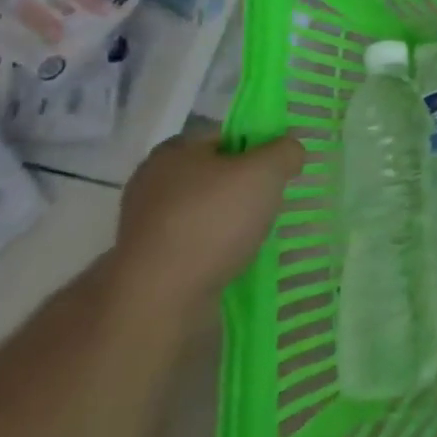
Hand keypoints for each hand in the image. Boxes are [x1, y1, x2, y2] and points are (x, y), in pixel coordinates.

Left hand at [109, 134, 306, 313]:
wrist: (159, 301)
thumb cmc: (212, 221)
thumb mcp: (265, 171)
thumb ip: (285, 151)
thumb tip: (290, 152)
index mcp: (174, 151)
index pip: (226, 135)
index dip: (258, 146)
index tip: (279, 168)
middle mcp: (153, 183)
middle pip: (216, 174)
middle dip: (246, 187)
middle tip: (274, 200)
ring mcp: (147, 226)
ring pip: (206, 212)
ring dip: (232, 221)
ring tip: (260, 234)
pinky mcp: (149, 264)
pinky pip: (196, 245)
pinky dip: (217, 250)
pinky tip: (238, 259)